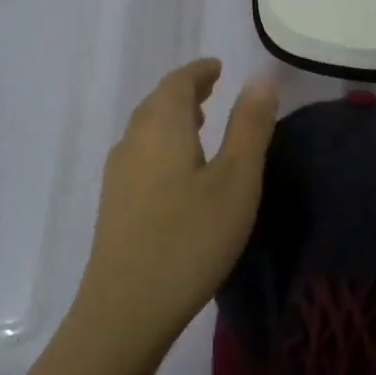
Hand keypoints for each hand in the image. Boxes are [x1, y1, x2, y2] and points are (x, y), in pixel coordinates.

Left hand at [71, 58, 278, 359]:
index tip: (218, 67)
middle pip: (157, 103)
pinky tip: (179, 171)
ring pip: (146, 130)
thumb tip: (261, 77)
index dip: (199, 71)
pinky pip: (140, 154)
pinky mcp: (114, 205)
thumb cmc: (191, 238)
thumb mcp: (236, 180)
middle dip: (185, 92)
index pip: (177, 82)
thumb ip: (249, 126)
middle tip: (213, 91)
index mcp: (162, 127)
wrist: (127, 307)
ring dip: (172, 119)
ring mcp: (118, 175)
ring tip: (201, 124)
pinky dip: (163, 144)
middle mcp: (133, 141)